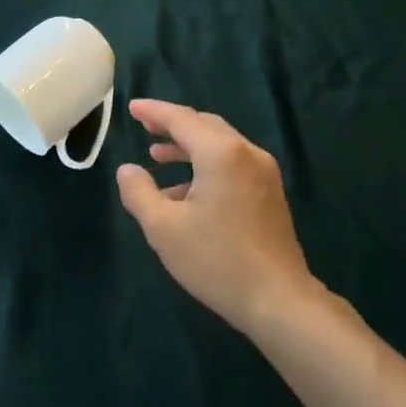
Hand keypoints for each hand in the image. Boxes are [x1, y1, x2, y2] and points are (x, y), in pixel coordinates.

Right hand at [116, 98, 316, 336]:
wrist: (277, 299)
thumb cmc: (215, 260)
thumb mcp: (163, 228)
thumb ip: (139, 192)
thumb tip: (128, 170)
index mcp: (221, 154)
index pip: (182, 119)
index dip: (154, 112)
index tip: (132, 108)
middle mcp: (247, 154)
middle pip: (205, 127)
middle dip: (173, 125)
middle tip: (145, 126)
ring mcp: (264, 174)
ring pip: (221, 146)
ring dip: (188, 147)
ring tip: (157, 157)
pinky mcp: (270, 194)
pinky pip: (233, 165)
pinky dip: (206, 166)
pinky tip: (186, 192)